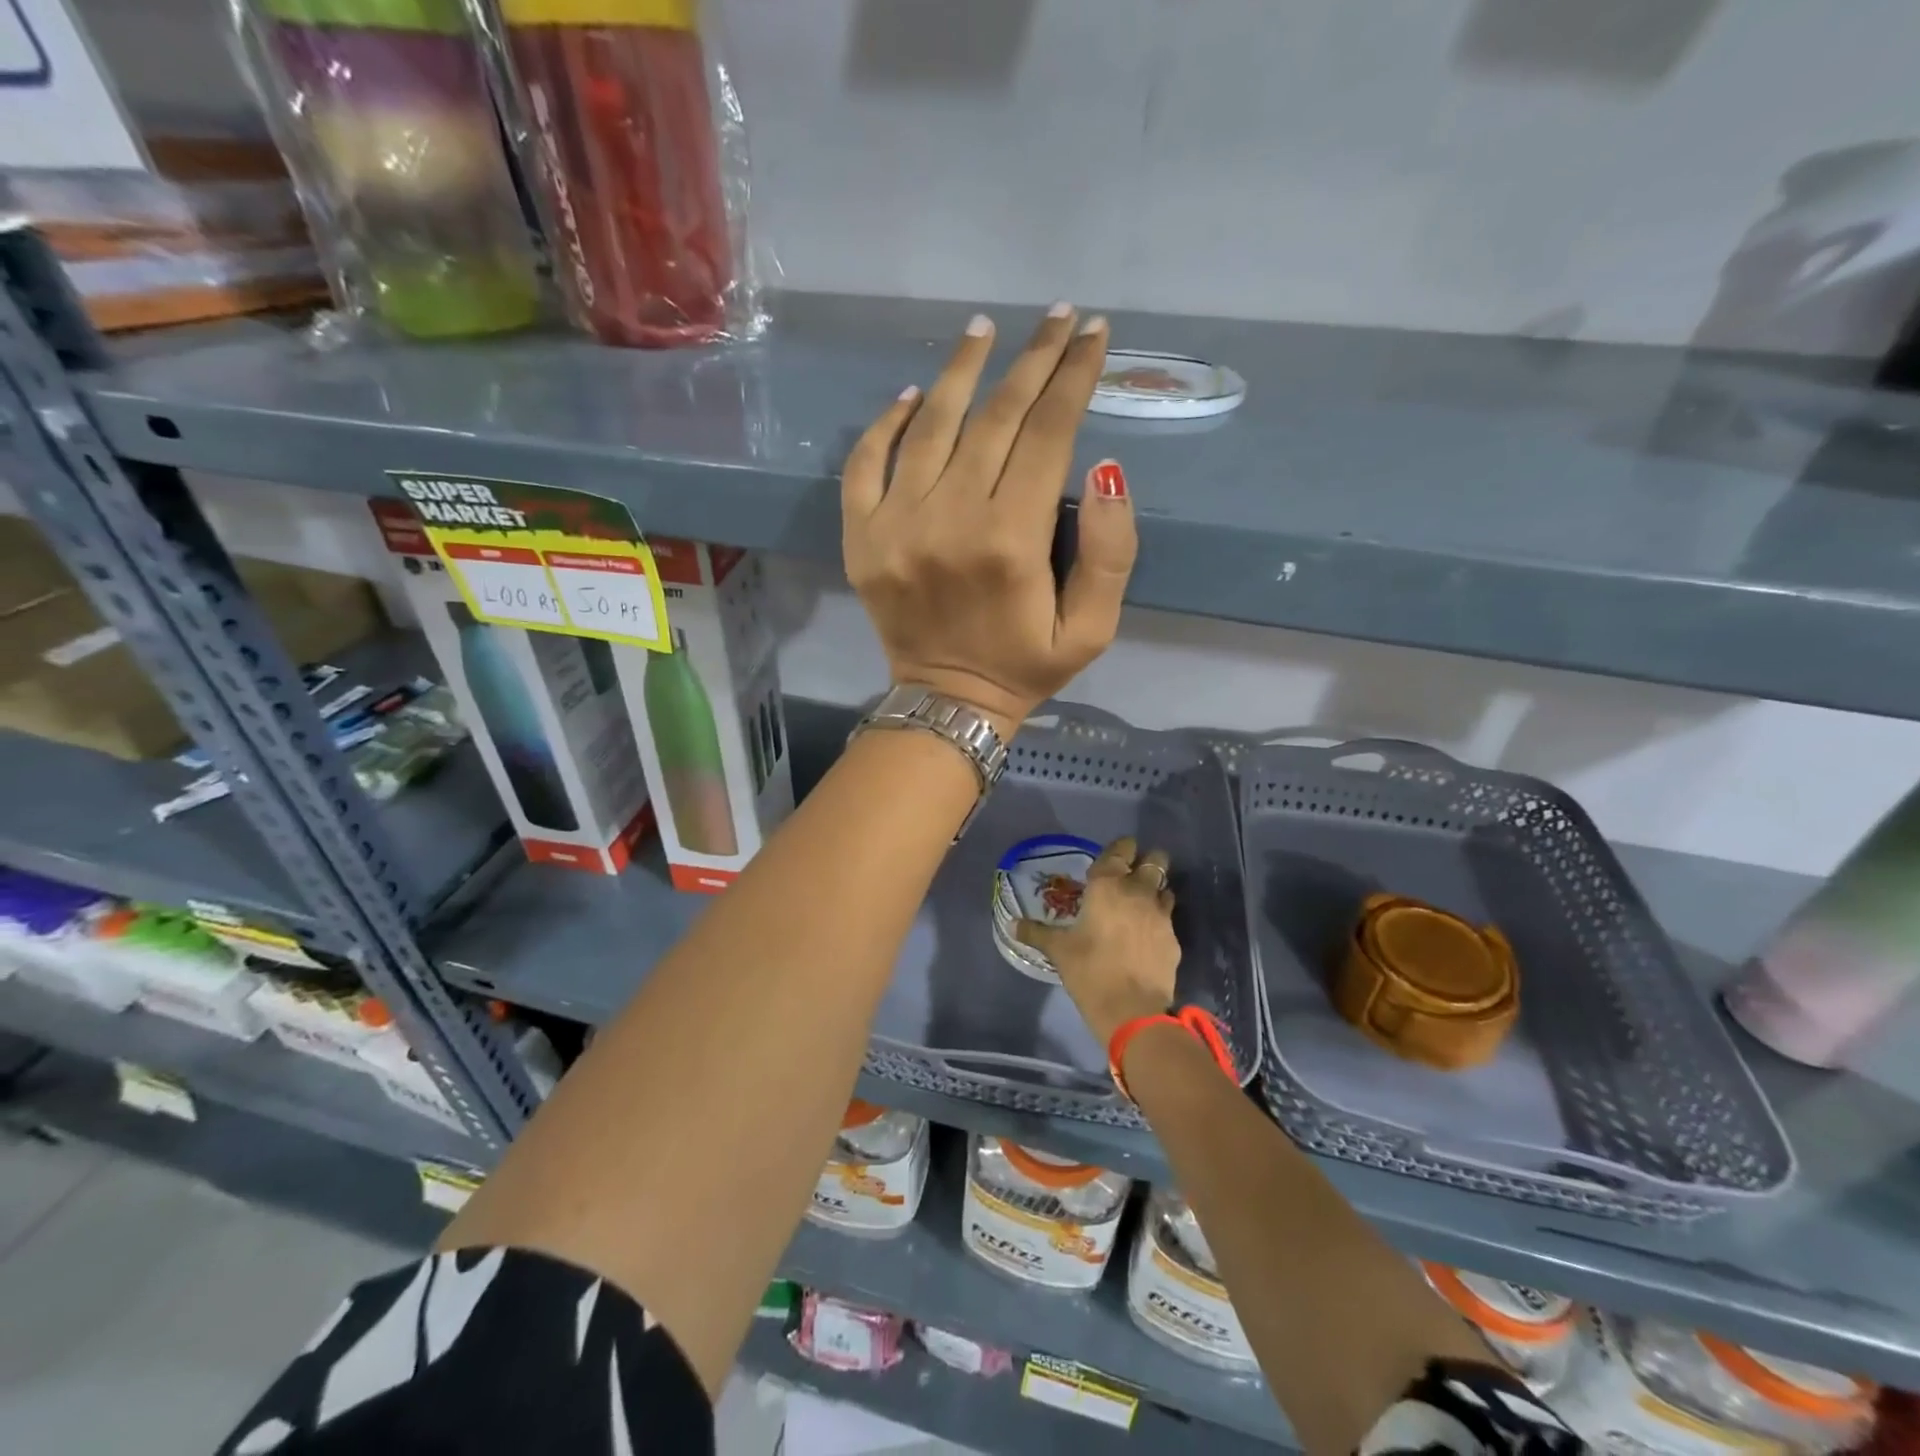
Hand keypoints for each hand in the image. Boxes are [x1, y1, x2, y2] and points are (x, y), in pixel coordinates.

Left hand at [842, 306, 1137, 734]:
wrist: (946, 702)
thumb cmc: (1025, 667)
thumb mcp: (1092, 630)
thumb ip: (1110, 554)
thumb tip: (1106, 467)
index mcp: (1011, 541)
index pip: (1048, 434)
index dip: (1073, 376)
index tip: (1091, 334)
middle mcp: (950, 520)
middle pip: (995, 417)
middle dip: (1031, 360)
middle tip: (1055, 316)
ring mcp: (896, 526)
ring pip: (930, 425)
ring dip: (961, 370)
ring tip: (984, 330)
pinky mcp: (861, 538)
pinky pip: (864, 463)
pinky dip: (885, 423)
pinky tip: (912, 395)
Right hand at [1017, 837, 1178, 1046]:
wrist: (1132, 1010)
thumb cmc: (1089, 971)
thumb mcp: (1058, 950)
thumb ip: (1036, 932)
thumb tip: (1013, 924)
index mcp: (1107, 885)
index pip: (1121, 850)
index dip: (1121, 847)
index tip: (1117, 852)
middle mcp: (1138, 891)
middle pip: (1155, 860)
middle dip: (1147, 860)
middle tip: (1133, 872)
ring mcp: (1161, 914)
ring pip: (1165, 887)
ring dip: (1156, 889)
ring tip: (1141, 902)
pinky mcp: (1174, 938)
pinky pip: (1168, 918)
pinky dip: (1160, 919)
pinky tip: (1148, 934)